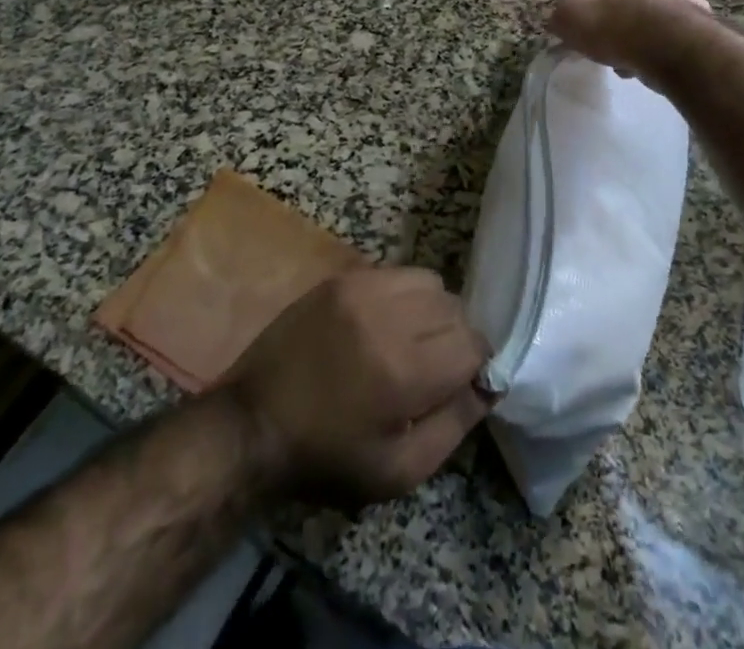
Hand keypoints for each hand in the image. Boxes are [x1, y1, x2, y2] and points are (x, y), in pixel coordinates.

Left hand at [224, 268, 490, 504]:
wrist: (253, 422)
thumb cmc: (327, 457)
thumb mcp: (398, 471)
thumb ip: (454, 425)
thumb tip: (489, 385)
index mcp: (405, 371)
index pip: (474, 342)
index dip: (476, 365)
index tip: (459, 383)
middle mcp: (389, 317)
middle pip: (456, 308)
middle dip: (455, 337)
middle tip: (432, 367)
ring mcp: (363, 288)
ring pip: (431, 282)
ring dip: (433, 310)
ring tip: (410, 340)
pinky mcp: (344, 276)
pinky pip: (398, 271)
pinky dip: (405, 294)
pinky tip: (385, 322)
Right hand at [548, 0, 710, 80]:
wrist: (668, 43)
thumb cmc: (614, 24)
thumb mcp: (570, 19)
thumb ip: (561, 18)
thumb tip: (557, 23)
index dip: (599, 16)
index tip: (593, 39)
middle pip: (636, 10)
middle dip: (625, 32)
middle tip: (614, 55)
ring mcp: (689, 5)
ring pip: (660, 29)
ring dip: (647, 46)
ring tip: (636, 69)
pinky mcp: (707, 30)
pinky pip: (679, 46)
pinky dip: (667, 58)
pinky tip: (658, 72)